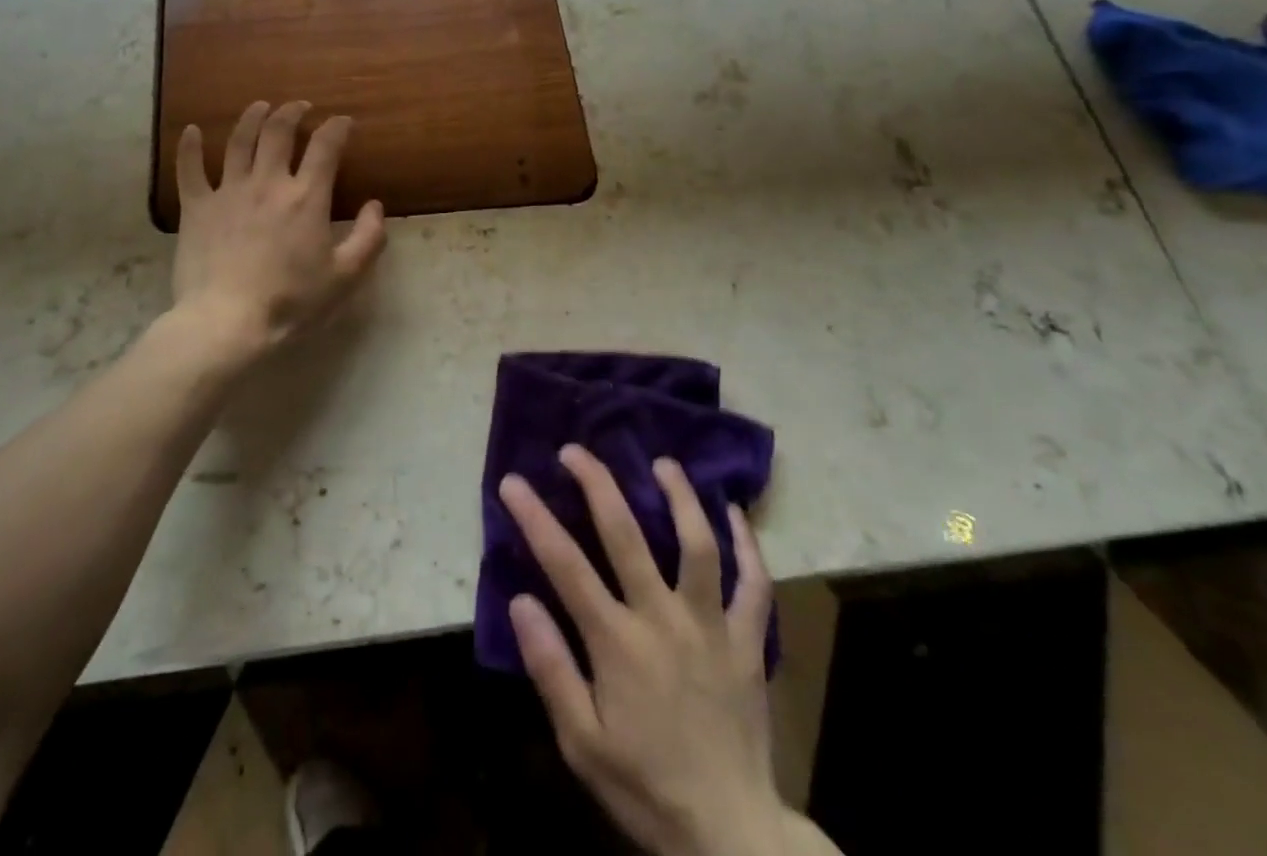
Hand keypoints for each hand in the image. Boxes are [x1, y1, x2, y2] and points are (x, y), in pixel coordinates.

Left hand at [171, 101, 385, 356]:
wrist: (227, 322)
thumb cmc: (292, 302)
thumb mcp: (346, 277)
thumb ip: (369, 238)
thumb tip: (376, 205)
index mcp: (306, 197)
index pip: (326, 146)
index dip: (337, 128)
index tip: (344, 122)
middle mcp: (268, 183)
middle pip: (279, 131)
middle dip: (293, 112)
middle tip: (300, 107)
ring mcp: (228, 191)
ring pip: (238, 140)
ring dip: (251, 118)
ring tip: (260, 106)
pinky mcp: (196, 207)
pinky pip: (189, 169)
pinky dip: (189, 146)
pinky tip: (190, 130)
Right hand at [501, 446, 821, 855]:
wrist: (731, 835)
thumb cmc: (645, 786)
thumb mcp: (581, 743)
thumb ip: (550, 668)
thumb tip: (520, 600)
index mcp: (618, 643)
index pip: (565, 565)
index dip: (535, 518)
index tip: (512, 481)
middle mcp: (664, 618)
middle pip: (626, 535)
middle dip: (597, 484)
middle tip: (576, 450)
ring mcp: (711, 625)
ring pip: (697, 544)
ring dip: (679, 497)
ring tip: (663, 462)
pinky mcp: (747, 642)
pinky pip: (754, 585)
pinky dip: (748, 545)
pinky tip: (734, 513)